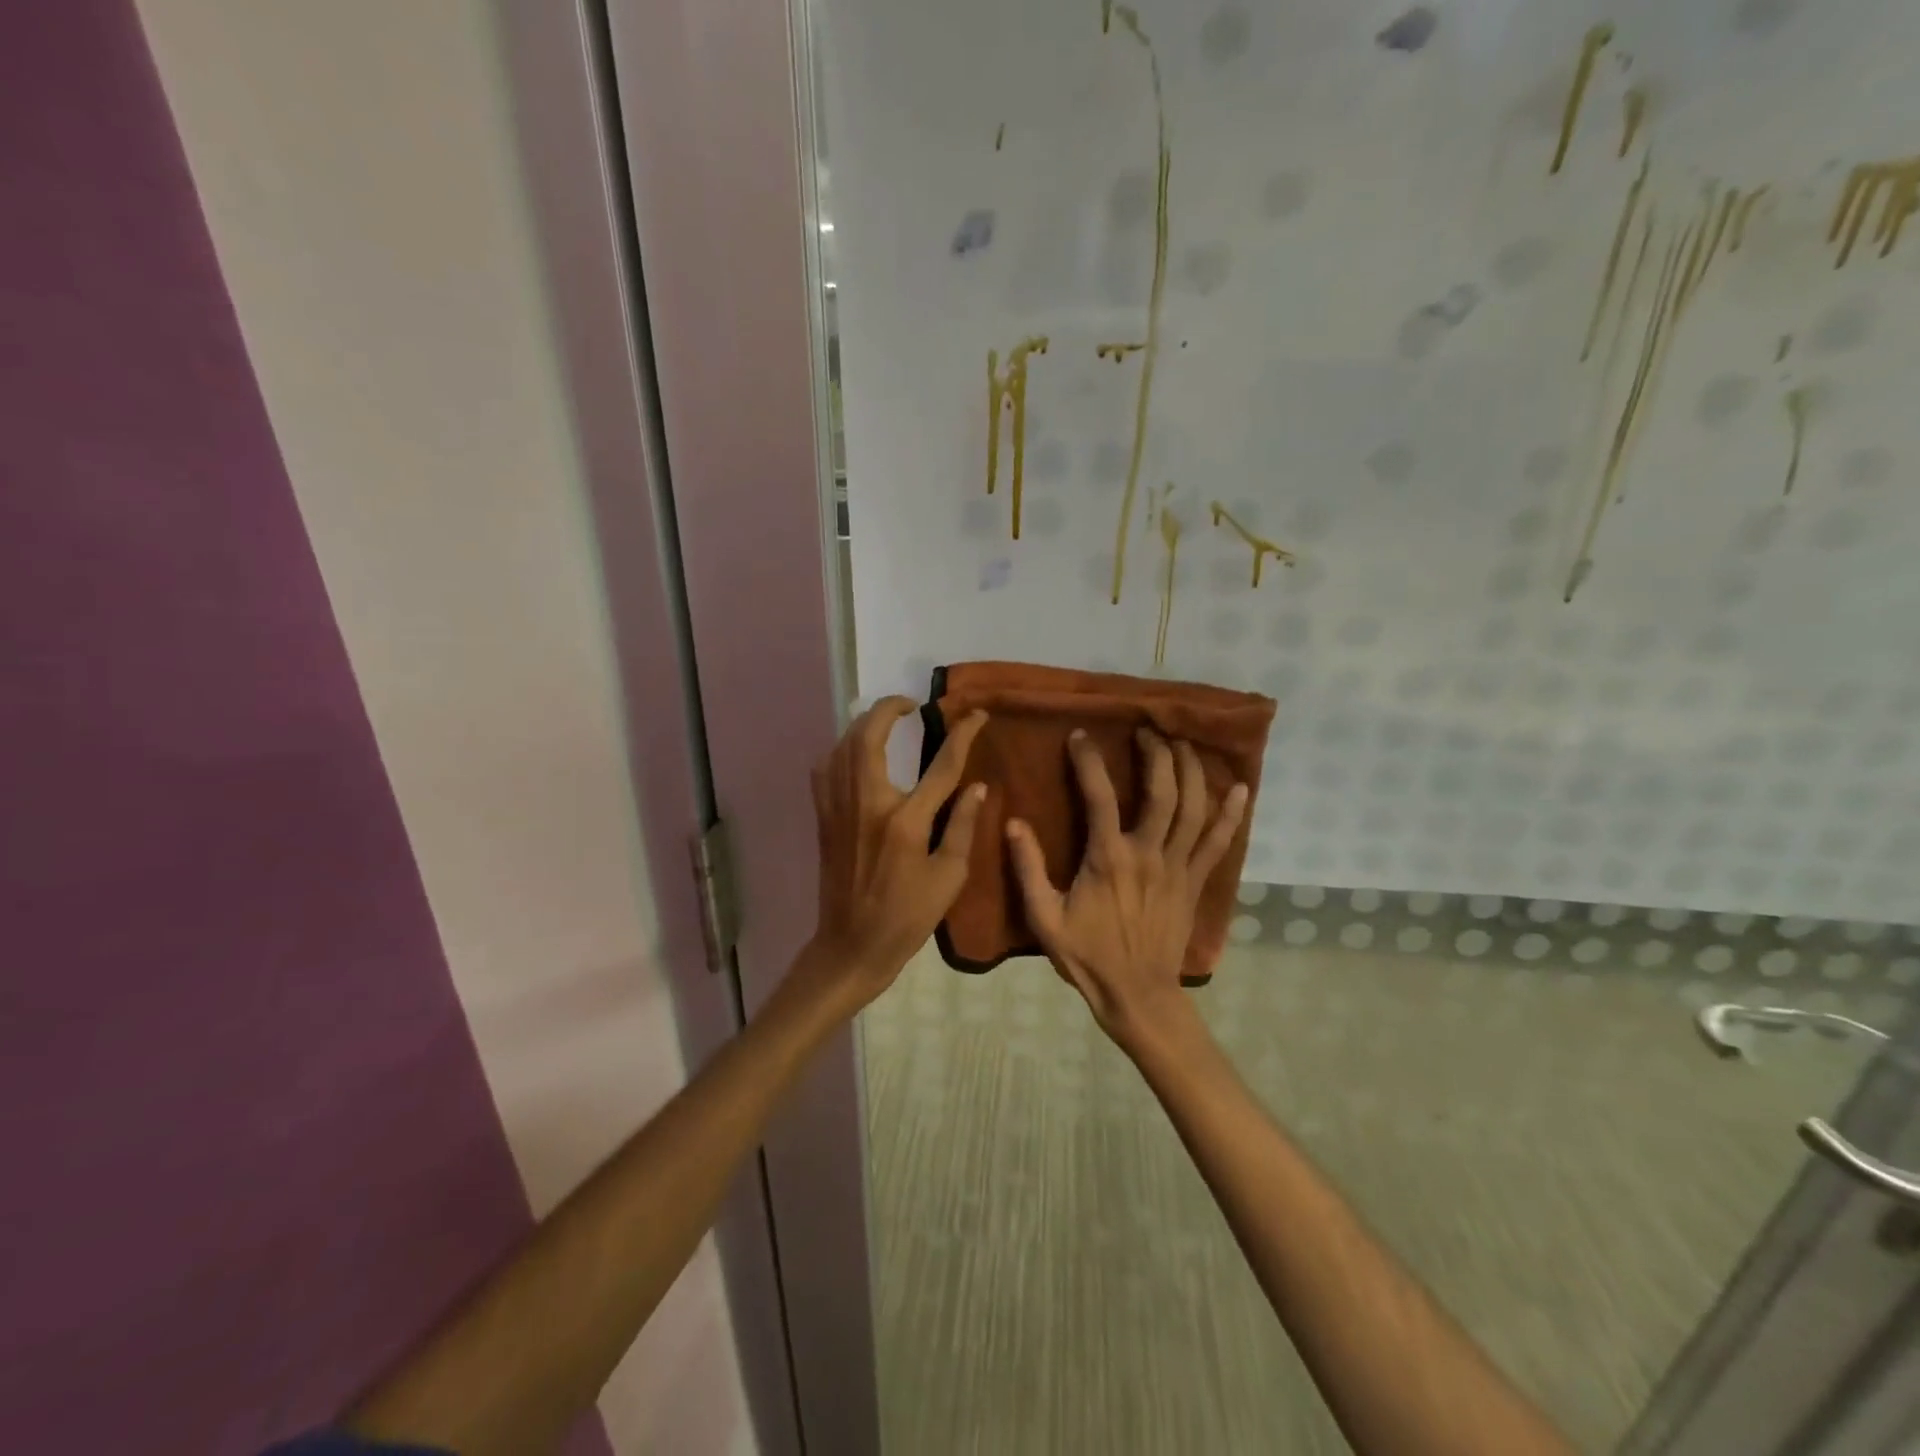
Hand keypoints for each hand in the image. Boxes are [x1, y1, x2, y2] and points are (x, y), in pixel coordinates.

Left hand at [801, 696, 988, 1011]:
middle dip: (889, 709)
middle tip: (910, 705)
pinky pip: (826, 768)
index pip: (940, 765)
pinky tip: (855, 753)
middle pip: (870, 736)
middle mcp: (866, 804)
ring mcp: (838, 808)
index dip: (962, 735)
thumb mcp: (948, 878)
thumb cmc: (907, 917)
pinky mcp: (824, 817)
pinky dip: (841, 750)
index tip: (975, 715)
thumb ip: (961, 826)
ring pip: (843, 746)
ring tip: (886, 722)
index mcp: (905, 821)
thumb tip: (977, 786)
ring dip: (864, 725)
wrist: (851, 945)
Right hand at [1006, 728, 1246, 1053]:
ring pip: (1193, 809)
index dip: (1089, 762)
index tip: (1080, 736)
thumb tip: (1013, 823)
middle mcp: (1148, 855)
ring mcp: (1178, 868)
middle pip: (1162, 793)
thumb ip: (1028, 869)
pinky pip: (1218, 843)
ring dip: (1191, 771)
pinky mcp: (1195, 883)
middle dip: (1157, 755)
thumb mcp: (1045, 918)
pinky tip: (1240, 789)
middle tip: (1147, 731)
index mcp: (1108, 859)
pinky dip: (1231, 815)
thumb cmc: (1087, 956)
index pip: (1099, 797)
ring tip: (1183, 743)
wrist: (1137, 995)